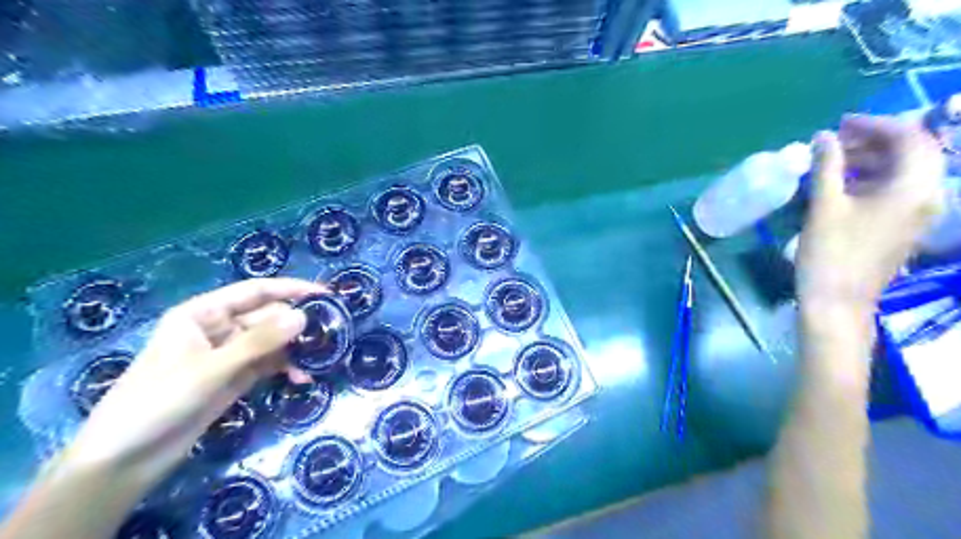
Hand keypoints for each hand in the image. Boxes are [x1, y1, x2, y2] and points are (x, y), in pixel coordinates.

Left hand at [65, 277, 326, 483]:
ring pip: (272, 341)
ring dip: (295, 349)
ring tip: (321, 358)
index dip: (291, 289)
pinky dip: (286, 369)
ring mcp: (229, 354)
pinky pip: (269, 364)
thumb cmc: (159, 401)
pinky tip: (302, 379)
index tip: (325, 294)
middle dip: (297, 325)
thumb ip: (259, 342)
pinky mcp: (236, 378)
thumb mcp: (211, 368)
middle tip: (330, 334)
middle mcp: (219, 328)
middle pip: (268, 316)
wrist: (126, 460)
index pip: (255, 291)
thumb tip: (304, 316)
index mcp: (203, 313)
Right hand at [797, 116, 944, 313]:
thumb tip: (823, 136)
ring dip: (873, 159)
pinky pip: (898, 189)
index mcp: (915, 187)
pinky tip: (843, 183)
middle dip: (875, 140)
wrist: (838, 301)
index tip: (840, 124)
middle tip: (835, 140)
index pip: (910, 138)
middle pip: (914, 152)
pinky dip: (873, 178)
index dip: (875, 124)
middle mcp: (929, 195)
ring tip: (834, 160)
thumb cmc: (830, 252)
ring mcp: (920, 212)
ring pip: (905, 171)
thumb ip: (827, 166)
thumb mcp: (825, 205)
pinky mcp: (905, 225)